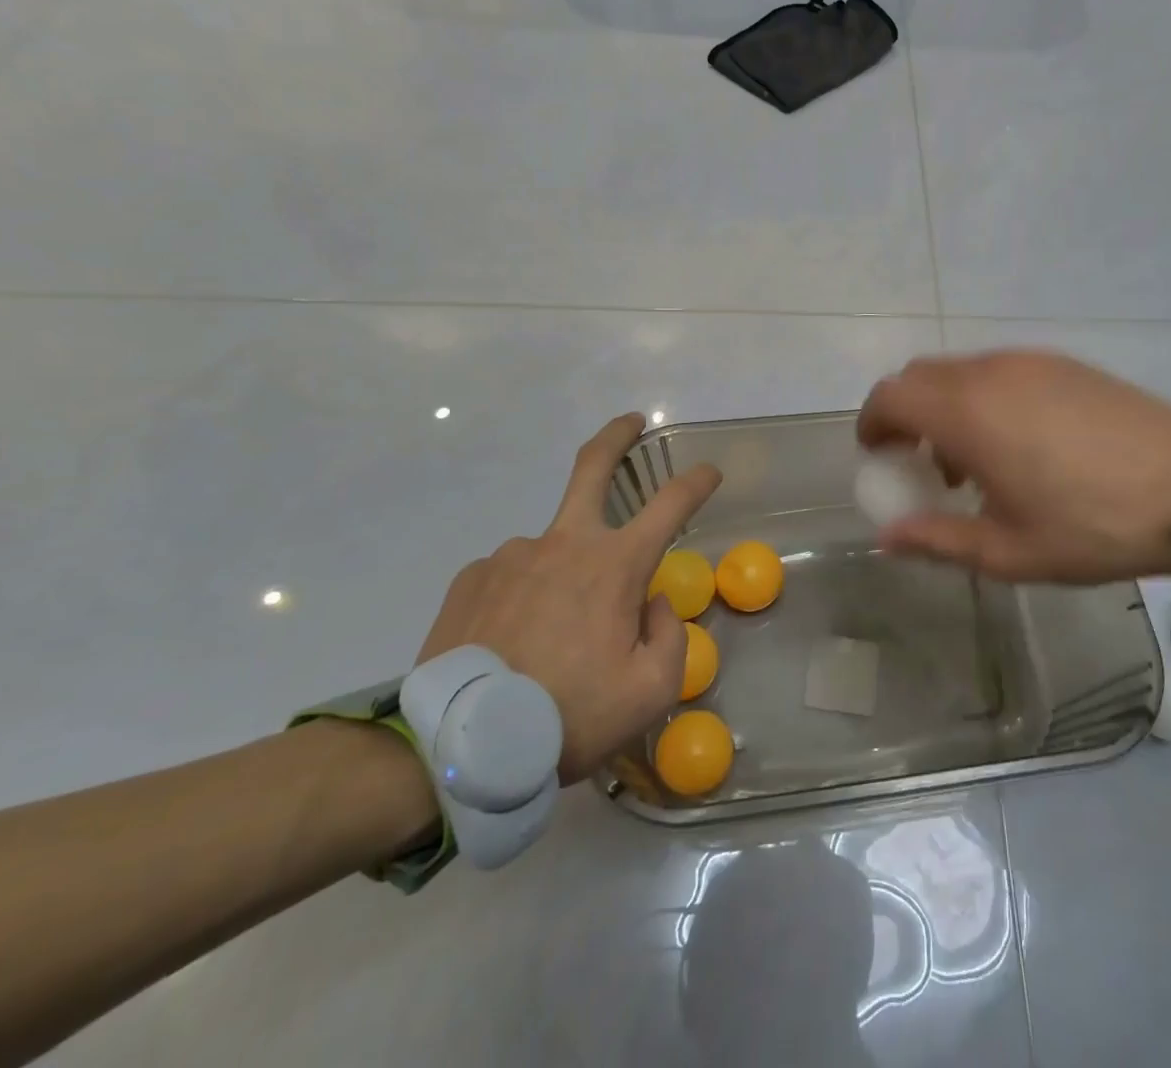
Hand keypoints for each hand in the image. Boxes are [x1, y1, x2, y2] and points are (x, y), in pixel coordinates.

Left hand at [417, 414, 721, 781]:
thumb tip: (651, 601)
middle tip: (633, 422)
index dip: (697, 481)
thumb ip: (669, 636)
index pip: (671, 503)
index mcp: (614, 565)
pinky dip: (525, 595)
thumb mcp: (649, 693)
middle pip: (593, 466)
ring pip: (554, 550)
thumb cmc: (569, 716)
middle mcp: (564, 543)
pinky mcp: (472, 577)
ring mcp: (512, 555)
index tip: (710, 471)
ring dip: (565, 575)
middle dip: (618, 436)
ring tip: (550, 639)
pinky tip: (514, 640)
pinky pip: (513, 576)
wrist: (459, 748)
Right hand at [857, 351, 1170, 582]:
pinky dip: (982, 397)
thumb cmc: (1094, 526)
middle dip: (906, 414)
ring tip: (973, 461)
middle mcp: (991, 373)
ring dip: (945, 406)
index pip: (891, 395)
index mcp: (968, 413)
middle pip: (920, 376)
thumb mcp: (1009, 552)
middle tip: (921, 463)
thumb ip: (937, 540)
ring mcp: (1030, 361)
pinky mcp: (1063, 362)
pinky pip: (999, 370)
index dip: (872, 423)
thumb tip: (887, 536)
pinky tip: (1018, 442)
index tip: (879, 457)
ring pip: (960, 371)